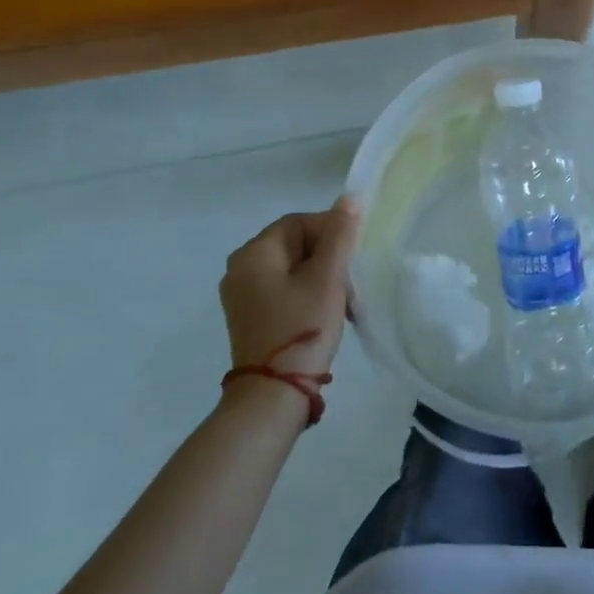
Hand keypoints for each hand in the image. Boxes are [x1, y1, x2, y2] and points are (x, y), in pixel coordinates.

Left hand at [220, 197, 358, 381]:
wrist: (273, 396)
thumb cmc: (302, 326)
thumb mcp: (328, 277)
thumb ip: (339, 234)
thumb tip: (349, 198)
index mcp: (253, 253)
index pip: (298, 222)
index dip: (330, 229)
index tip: (353, 252)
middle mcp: (239, 269)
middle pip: (294, 244)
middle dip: (327, 255)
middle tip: (351, 276)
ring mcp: (242, 296)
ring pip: (291, 269)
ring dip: (321, 276)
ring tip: (344, 297)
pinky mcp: (250, 318)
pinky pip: (283, 290)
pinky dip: (307, 293)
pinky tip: (327, 312)